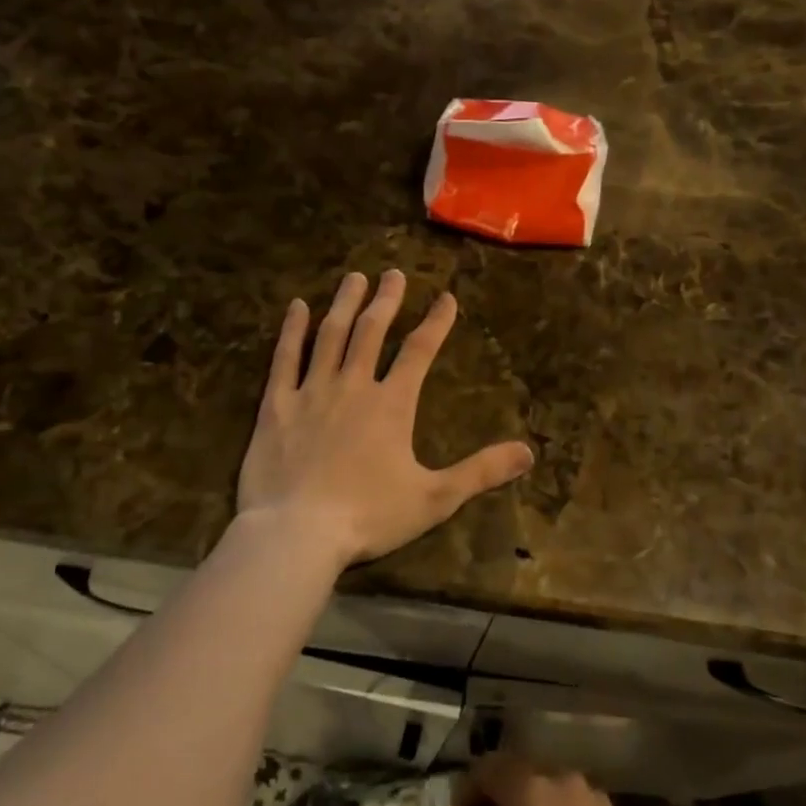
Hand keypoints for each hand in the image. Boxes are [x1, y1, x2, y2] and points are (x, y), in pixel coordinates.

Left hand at [236, 270, 533, 570]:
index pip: (419, 351)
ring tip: (354, 278)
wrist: (297, 532)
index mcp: (391, 404)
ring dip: (344, 304)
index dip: (436, 322)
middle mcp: (353, 386)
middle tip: (394, 273)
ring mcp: (311, 391)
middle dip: (387, 300)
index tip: (447, 297)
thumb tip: (529, 452)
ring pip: (330, 335)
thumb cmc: (369, 516)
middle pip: (372, 332)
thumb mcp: (435, 498)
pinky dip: (292, 330)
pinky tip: (296, 307)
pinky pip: (285, 358)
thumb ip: (480, 471)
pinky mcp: (277, 405)